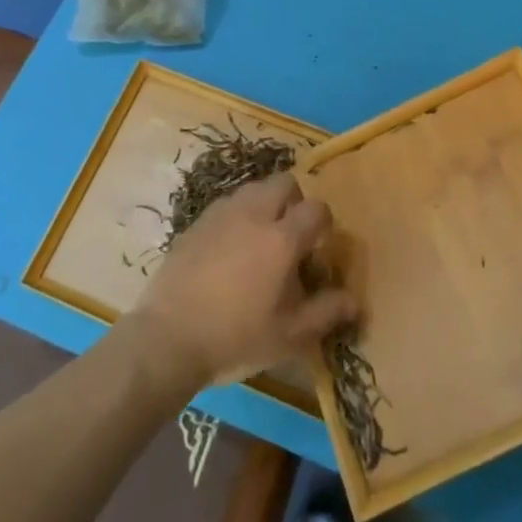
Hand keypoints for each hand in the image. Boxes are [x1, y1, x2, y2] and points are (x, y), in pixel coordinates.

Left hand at [131, 173, 356, 389]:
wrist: (167, 339)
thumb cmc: (235, 338)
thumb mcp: (289, 336)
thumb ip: (326, 312)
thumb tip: (355, 300)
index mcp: (282, 238)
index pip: (317, 208)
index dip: (324, 224)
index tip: (318, 248)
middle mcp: (254, 214)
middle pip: (284, 182)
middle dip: (294, 200)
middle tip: (290, 235)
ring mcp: (221, 214)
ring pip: (253, 189)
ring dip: (265, 205)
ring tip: (259, 241)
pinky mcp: (196, 222)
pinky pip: (226, 205)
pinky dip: (237, 216)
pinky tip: (229, 250)